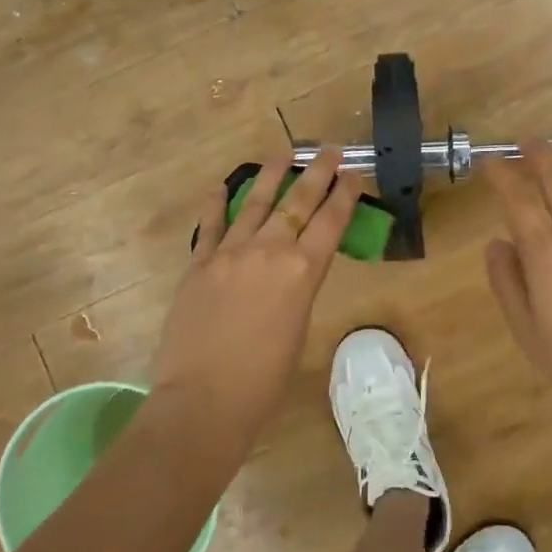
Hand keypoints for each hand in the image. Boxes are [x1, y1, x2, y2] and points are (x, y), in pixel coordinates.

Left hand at [150, 149, 362, 430]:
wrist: (203, 400)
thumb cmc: (263, 380)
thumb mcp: (298, 329)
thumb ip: (298, 290)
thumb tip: (293, 272)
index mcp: (302, 272)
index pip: (330, 222)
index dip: (345, 195)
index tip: (353, 174)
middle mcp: (268, 251)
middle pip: (297, 202)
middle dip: (317, 173)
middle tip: (329, 151)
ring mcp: (229, 254)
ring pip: (255, 203)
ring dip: (271, 176)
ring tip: (283, 154)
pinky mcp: (198, 264)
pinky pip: (211, 226)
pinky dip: (218, 204)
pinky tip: (223, 187)